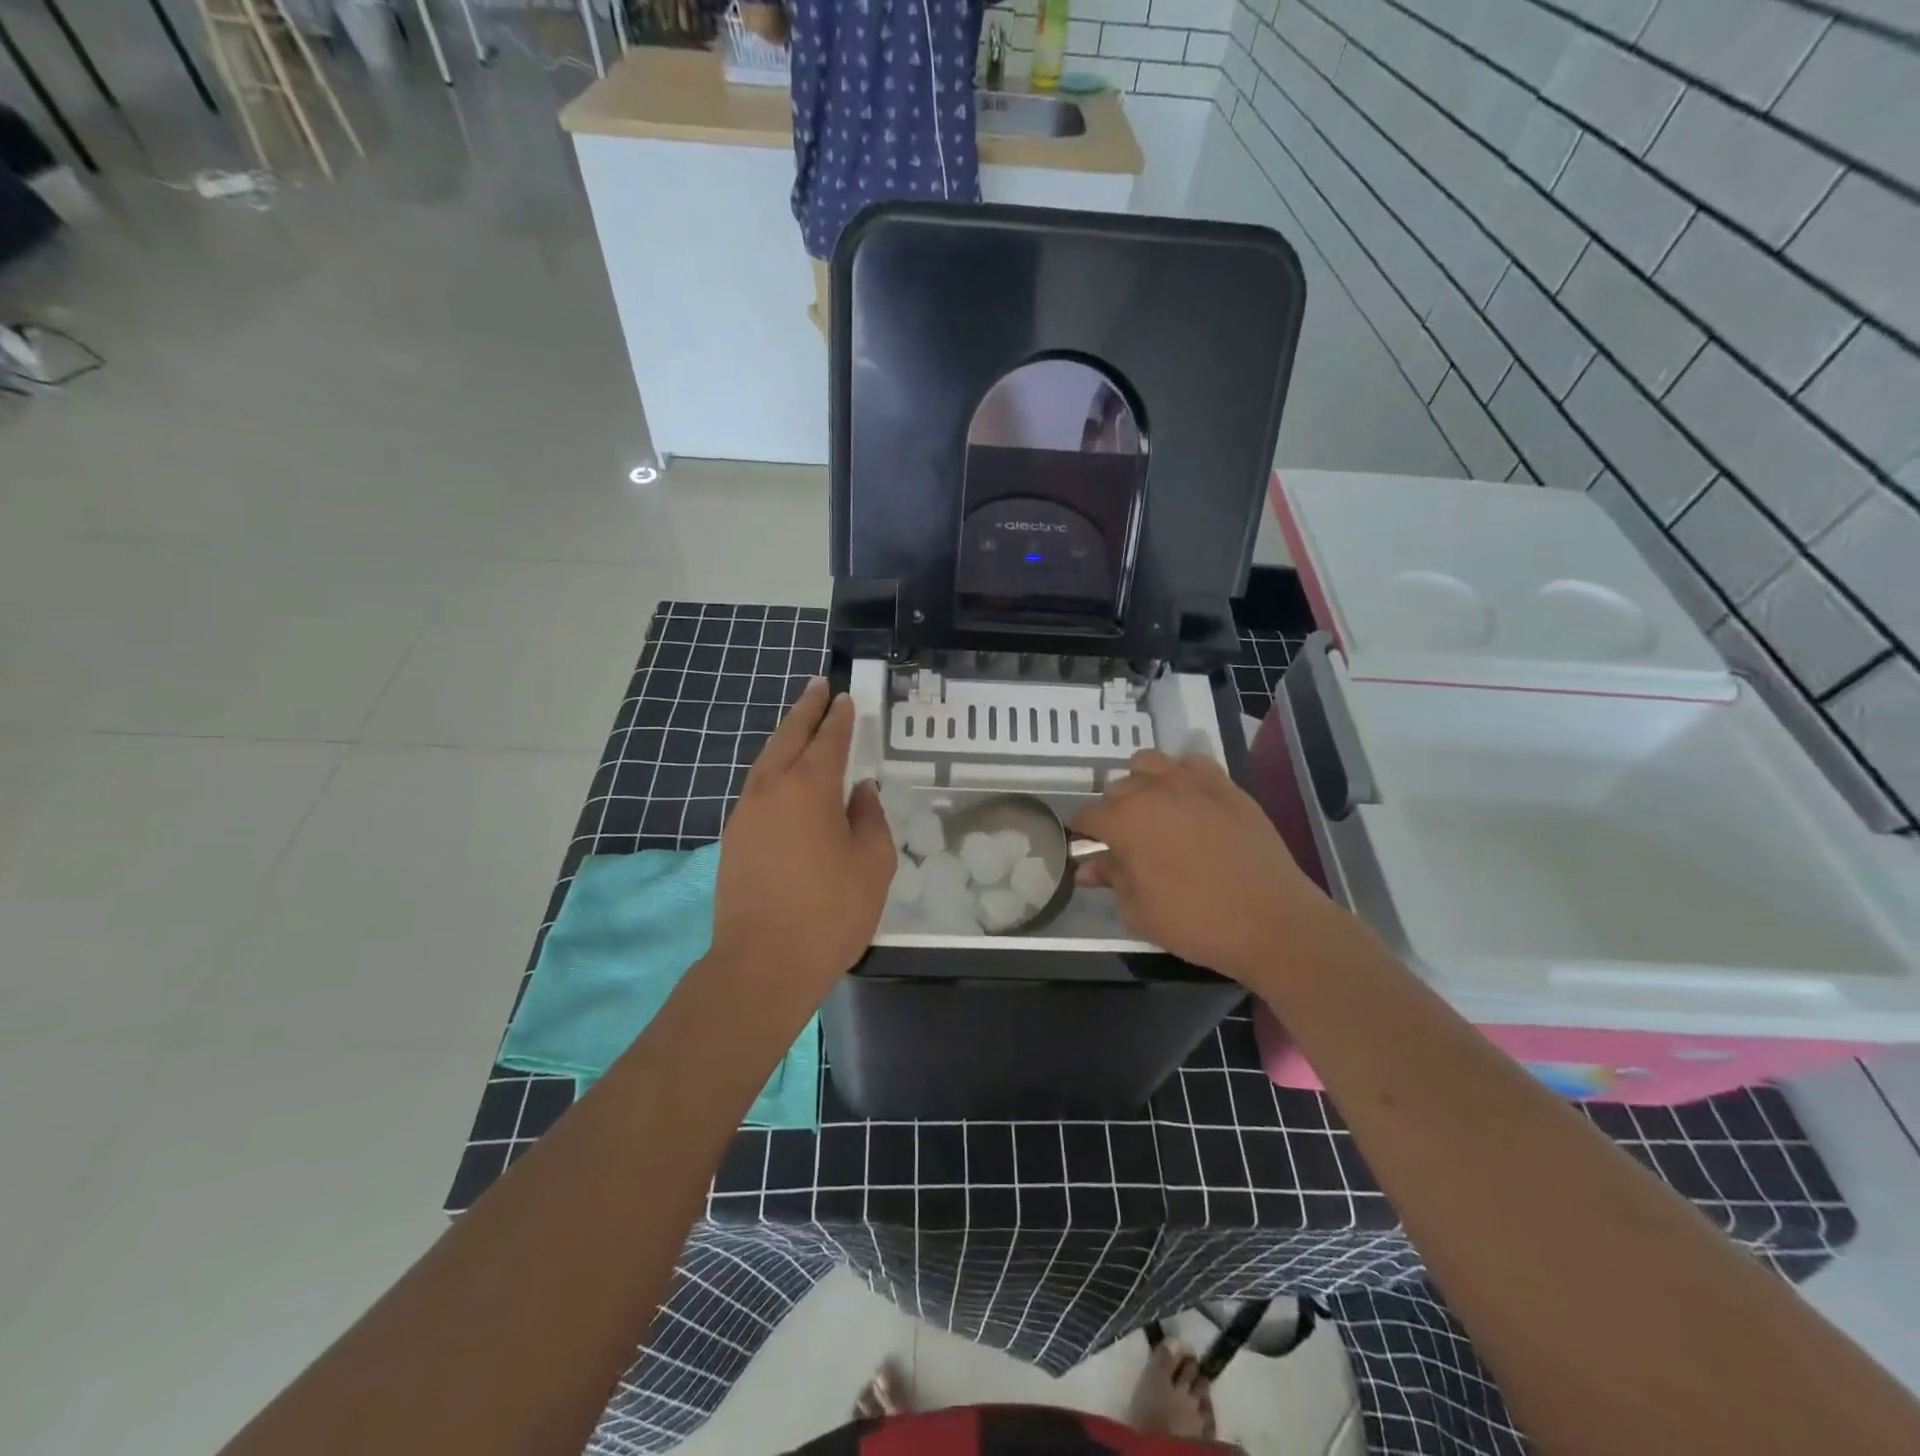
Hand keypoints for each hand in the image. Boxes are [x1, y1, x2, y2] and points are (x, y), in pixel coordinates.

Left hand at [710, 679, 895, 1004]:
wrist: (762, 964)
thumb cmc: (829, 913)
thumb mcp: (872, 864)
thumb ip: (869, 818)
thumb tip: (860, 792)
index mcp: (810, 788)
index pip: (828, 740)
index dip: (839, 718)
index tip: (845, 698)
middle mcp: (772, 789)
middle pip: (788, 737)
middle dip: (805, 710)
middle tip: (818, 686)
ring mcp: (746, 813)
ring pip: (766, 759)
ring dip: (784, 736)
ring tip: (800, 722)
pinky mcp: (733, 837)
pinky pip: (757, 786)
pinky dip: (772, 767)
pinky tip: (782, 774)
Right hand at [1072, 749, 1328, 982]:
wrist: (1272, 922)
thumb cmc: (1196, 922)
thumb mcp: (1140, 910)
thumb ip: (1111, 880)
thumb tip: (1088, 867)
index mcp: (1125, 822)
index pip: (1088, 816)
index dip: (1082, 832)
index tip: (1084, 846)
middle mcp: (1153, 792)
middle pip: (1117, 789)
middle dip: (1113, 811)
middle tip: (1124, 841)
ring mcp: (1192, 784)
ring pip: (1150, 763)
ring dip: (1142, 783)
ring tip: (1153, 811)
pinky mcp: (1226, 787)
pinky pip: (1193, 764)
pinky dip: (1182, 775)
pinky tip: (1189, 800)